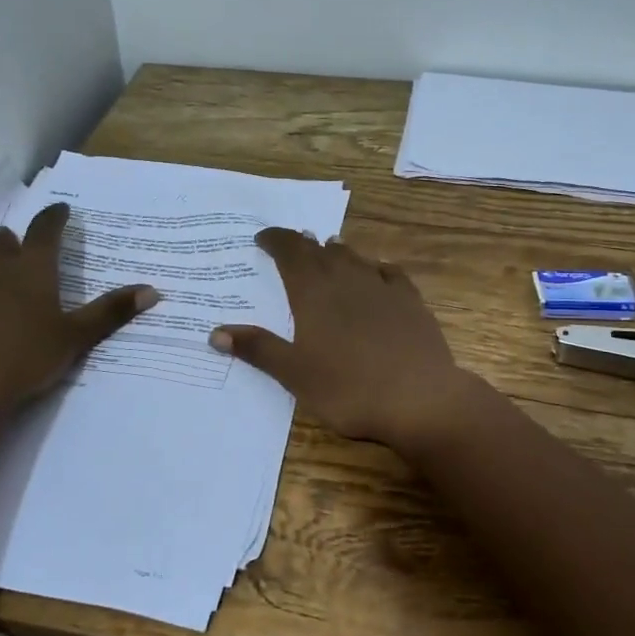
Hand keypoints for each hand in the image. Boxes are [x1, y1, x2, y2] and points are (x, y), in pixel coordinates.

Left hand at [0, 202, 156, 421]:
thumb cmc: (26, 355)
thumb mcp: (75, 337)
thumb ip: (110, 312)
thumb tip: (152, 291)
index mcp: (33, 268)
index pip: (46, 230)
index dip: (55, 217)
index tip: (62, 210)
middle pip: (7, 242)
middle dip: (19, 238)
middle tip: (25, 238)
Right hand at [209, 230, 481, 455]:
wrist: (419, 398)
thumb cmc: (348, 388)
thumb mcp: (294, 374)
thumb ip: (258, 349)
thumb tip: (215, 332)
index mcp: (313, 293)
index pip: (290, 252)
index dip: (276, 240)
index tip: (263, 237)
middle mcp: (346, 280)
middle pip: (321, 251)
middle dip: (303, 244)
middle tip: (292, 243)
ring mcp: (382, 288)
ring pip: (355, 258)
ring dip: (337, 251)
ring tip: (328, 248)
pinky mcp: (411, 302)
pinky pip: (390, 273)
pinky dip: (376, 267)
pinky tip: (377, 271)